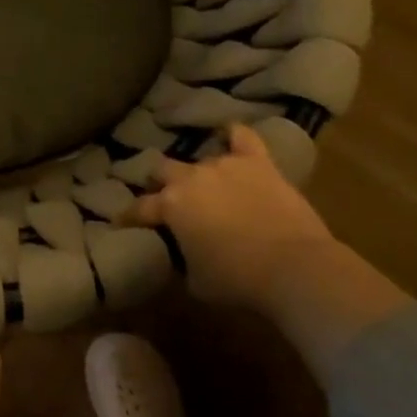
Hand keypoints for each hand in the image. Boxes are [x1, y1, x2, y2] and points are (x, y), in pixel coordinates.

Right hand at [128, 122, 338, 310]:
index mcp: (170, 205)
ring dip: (200, 173)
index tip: (122, 222)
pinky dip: (234, 135)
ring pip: (201, 160)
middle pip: (163, 170)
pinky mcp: (258, 163)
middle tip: (168, 199)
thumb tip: (181, 255)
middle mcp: (190, 178)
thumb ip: (182, 259)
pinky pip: (242, 137)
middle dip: (161, 183)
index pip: (139, 208)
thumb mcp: (195, 281)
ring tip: (207, 186)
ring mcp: (224, 165)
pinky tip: (230, 135)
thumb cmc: (238, 280)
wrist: (295, 267)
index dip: (128, 217)